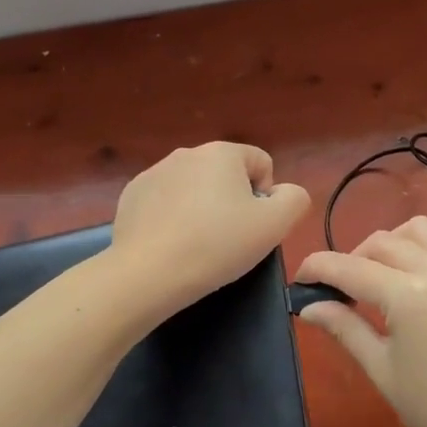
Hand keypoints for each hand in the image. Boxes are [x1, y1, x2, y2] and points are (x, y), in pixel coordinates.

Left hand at [112, 143, 309, 318]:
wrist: (147, 273)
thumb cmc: (217, 245)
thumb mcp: (274, 225)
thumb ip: (294, 200)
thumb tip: (284, 192)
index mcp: (222, 152)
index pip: (261, 163)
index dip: (266, 196)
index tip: (253, 227)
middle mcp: (186, 153)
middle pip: (226, 174)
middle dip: (232, 201)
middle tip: (228, 239)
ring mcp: (154, 172)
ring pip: (194, 187)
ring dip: (202, 208)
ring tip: (197, 244)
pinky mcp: (132, 195)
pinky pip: (165, 201)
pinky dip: (172, 217)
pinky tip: (170, 244)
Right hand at [294, 199, 426, 426]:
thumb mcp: (385, 373)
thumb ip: (347, 330)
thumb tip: (309, 307)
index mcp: (406, 296)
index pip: (349, 268)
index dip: (318, 268)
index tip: (300, 279)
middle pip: (382, 245)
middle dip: (352, 259)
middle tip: (341, 291)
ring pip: (422, 231)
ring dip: (394, 240)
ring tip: (381, 265)